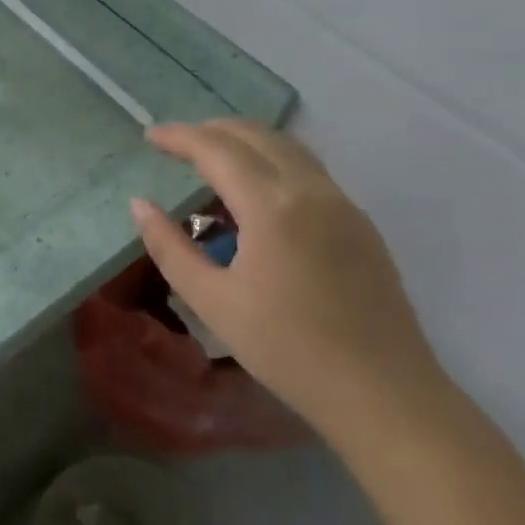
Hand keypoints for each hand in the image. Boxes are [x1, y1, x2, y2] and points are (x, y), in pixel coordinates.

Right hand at [131, 119, 447, 447]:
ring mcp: (343, 203)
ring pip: (288, 148)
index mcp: (272, 206)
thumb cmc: (287, 350)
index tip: (150, 136)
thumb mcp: (213, 302)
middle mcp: (311, 190)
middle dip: (212, 130)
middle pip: (256, 135)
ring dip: (245, 142)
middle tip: (177, 144)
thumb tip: (140, 204)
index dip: (179, 136)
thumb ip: (170, 247)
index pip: (217, 149)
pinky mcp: (360, 223)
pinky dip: (273, 163)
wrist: (384, 395)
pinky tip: (257, 196)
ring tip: (213, 161)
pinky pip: (309, 171)